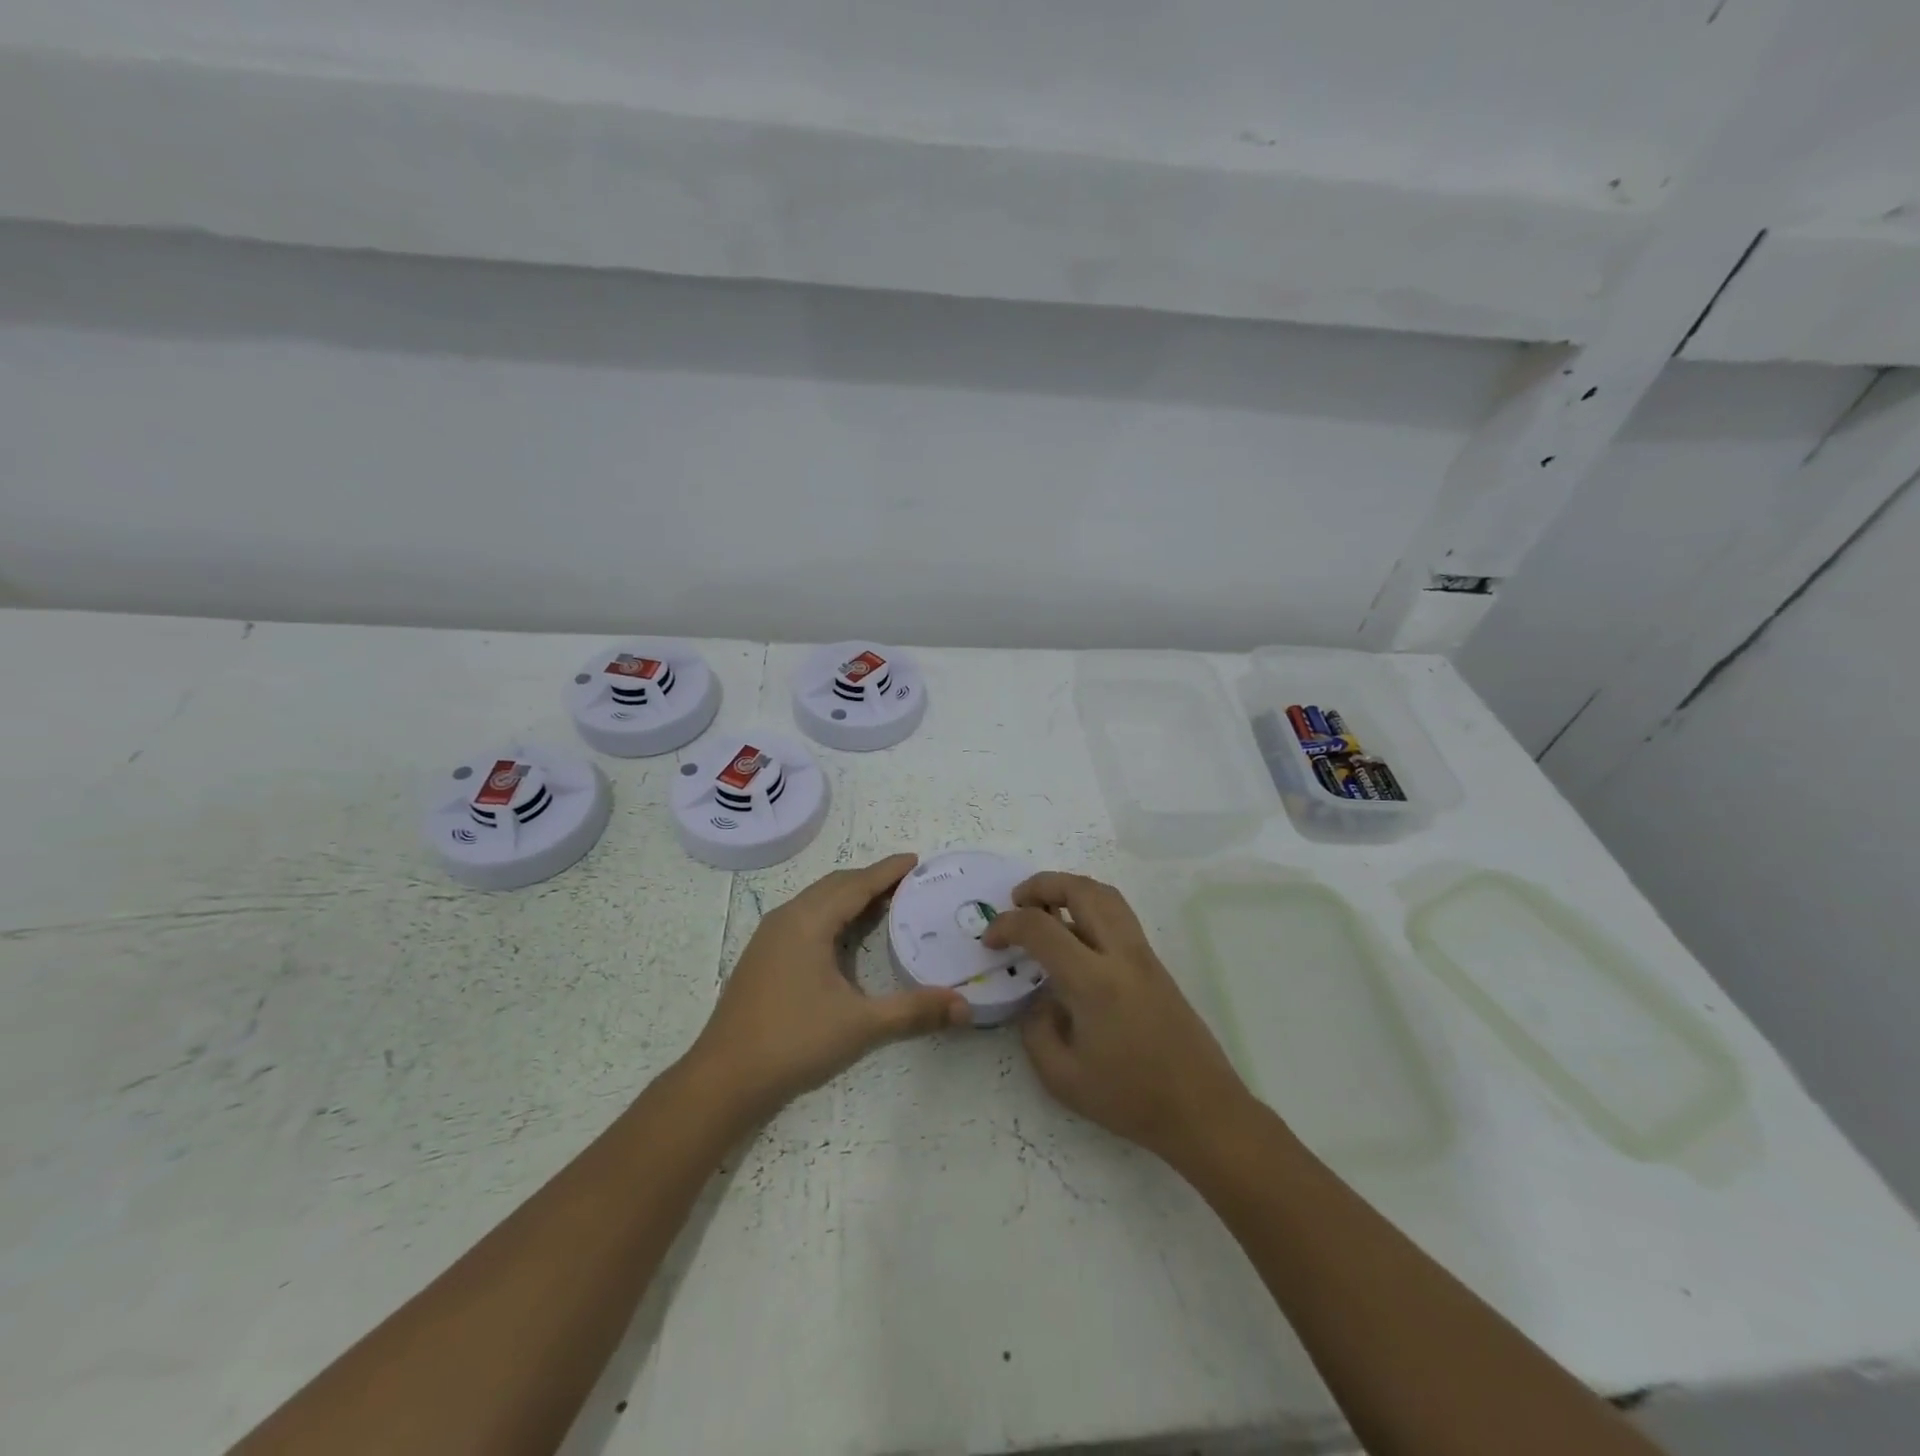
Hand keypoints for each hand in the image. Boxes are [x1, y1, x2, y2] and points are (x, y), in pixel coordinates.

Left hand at [687, 854, 969, 1124]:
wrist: (724, 1079)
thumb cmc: (794, 1041)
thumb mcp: (861, 1025)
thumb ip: (915, 1011)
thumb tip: (965, 1008)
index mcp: (808, 921)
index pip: (856, 884)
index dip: (888, 871)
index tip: (916, 860)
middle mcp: (787, 918)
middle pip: (836, 885)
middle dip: (871, 880)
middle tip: (908, 884)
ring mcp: (769, 937)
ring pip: (817, 901)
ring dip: (850, 896)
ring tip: (884, 904)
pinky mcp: (762, 957)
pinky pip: (805, 918)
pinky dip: (833, 914)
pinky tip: (846, 937)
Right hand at [984, 872, 1252, 1161]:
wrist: (1202, 1110)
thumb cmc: (1130, 1099)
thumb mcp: (1062, 1078)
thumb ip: (1036, 1030)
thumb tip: (1040, 1000)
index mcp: (1094, 982)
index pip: (1041, 929)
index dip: (1007, 925)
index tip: (990, 940)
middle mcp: (1121, 955)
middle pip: (1082, 890)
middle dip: (1043, 885)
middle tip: (1017, 901)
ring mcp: (1143, 955)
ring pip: (1107, 895)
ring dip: (1070, 889)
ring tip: (1045, 908)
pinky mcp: (1156, 964)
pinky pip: (1119, 915)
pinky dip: (1090, 906)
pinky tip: (1074, 936)